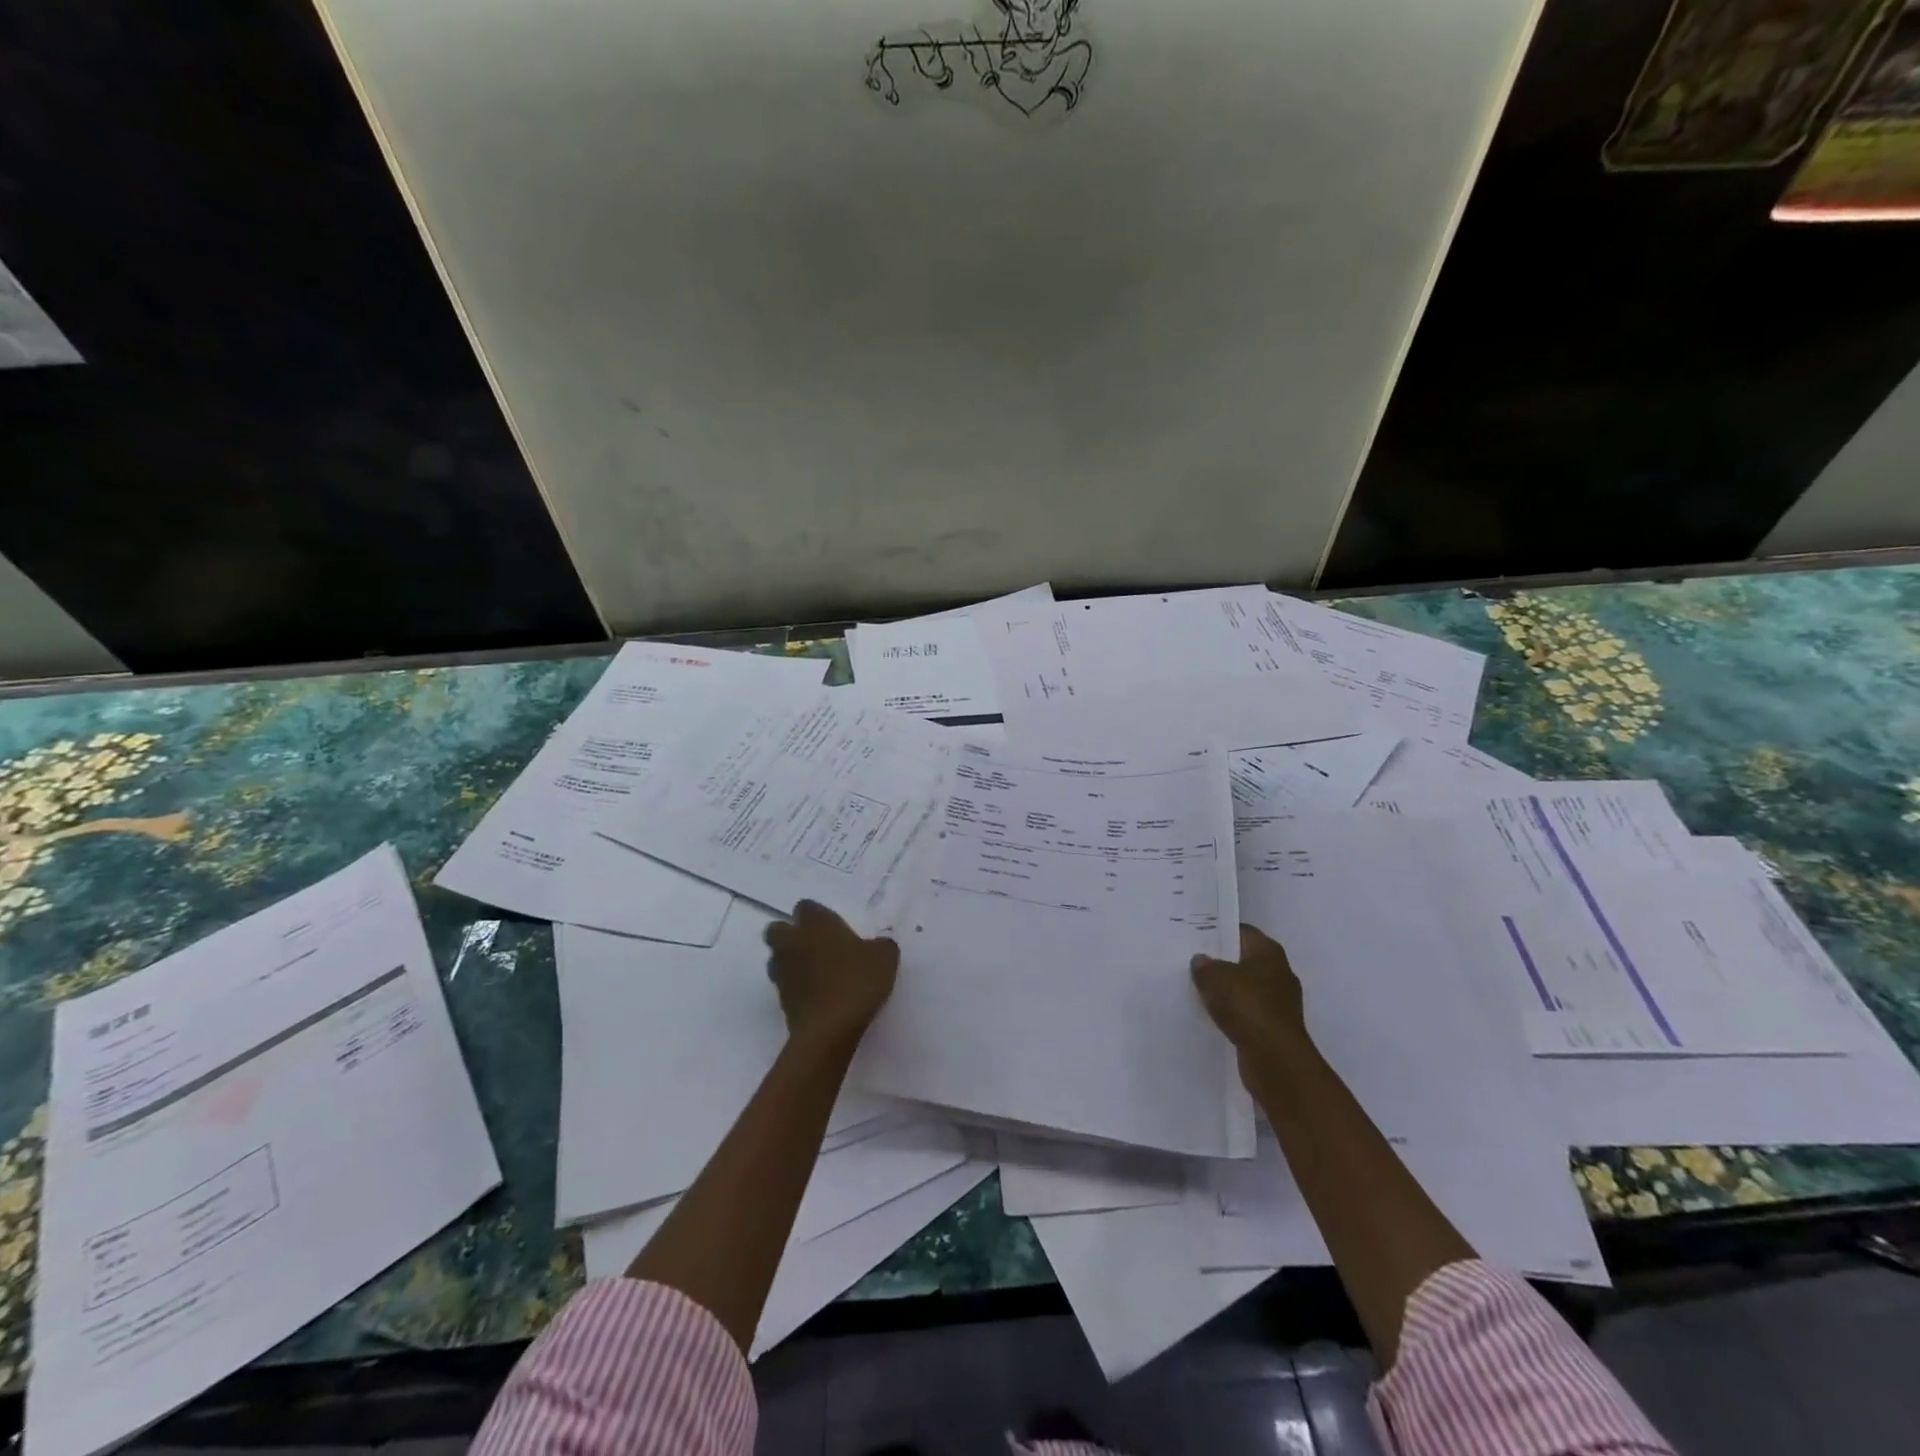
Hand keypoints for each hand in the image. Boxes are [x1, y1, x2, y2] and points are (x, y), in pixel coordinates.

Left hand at [764, 900, 898, 1047]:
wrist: (830, 1028)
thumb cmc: (857, 981)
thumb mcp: (884, 958)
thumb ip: (880, 945)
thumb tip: (878, 946)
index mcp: (816, 924)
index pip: (805, 907)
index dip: (817, 915)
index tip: (834, 927)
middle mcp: (793, 942)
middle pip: (777, 929)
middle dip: (790, 934)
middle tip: (815, 946)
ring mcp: (782, 972)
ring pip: (777, 958)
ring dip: (790, 961)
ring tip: (816, 973)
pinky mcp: (780, 1000)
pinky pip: (785, 985)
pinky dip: (796, 987)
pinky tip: (818, 996)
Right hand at [1192, 924, 1307, 1054]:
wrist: (1275, 1059)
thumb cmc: (1247, 1006)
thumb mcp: (1215, 977)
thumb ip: (1204, 966)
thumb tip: (1201, 960)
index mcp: (1269, 952)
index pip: (1242, 931)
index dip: (1220, 931)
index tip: (1196, 935)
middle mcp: (1278, 972)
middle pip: (1244, 959)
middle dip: (1221, 961)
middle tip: (1192, 961)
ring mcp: (1279, 1001)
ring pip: (1245, 987)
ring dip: (1226, 990)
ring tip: (1197, 988)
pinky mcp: (1274, 1027)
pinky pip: (1247, 1012)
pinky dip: (1232, 1012)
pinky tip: (1212, 1015)